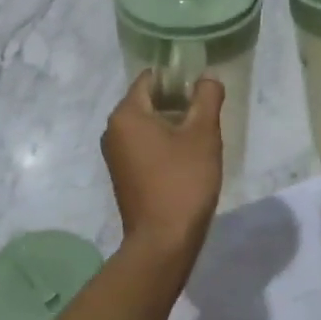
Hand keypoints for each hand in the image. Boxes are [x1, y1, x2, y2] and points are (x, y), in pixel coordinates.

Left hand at [102, 71, 225, 256]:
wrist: (163, 242)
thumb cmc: (183, 181)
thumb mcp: (203, 134)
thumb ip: (207, 97)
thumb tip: (207, 78)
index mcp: (126, 114)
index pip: (151, 79)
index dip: (178, 78)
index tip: (202, 90)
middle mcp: (113, 130)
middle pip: (148, 100)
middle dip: (177, 102)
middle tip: (206, 115)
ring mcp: (115, 155)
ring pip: (147, 124)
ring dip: (172, 124)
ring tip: (200, 137)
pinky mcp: (122, 175)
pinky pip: (143, 145)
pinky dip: (163, 144)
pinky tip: (186, 159)